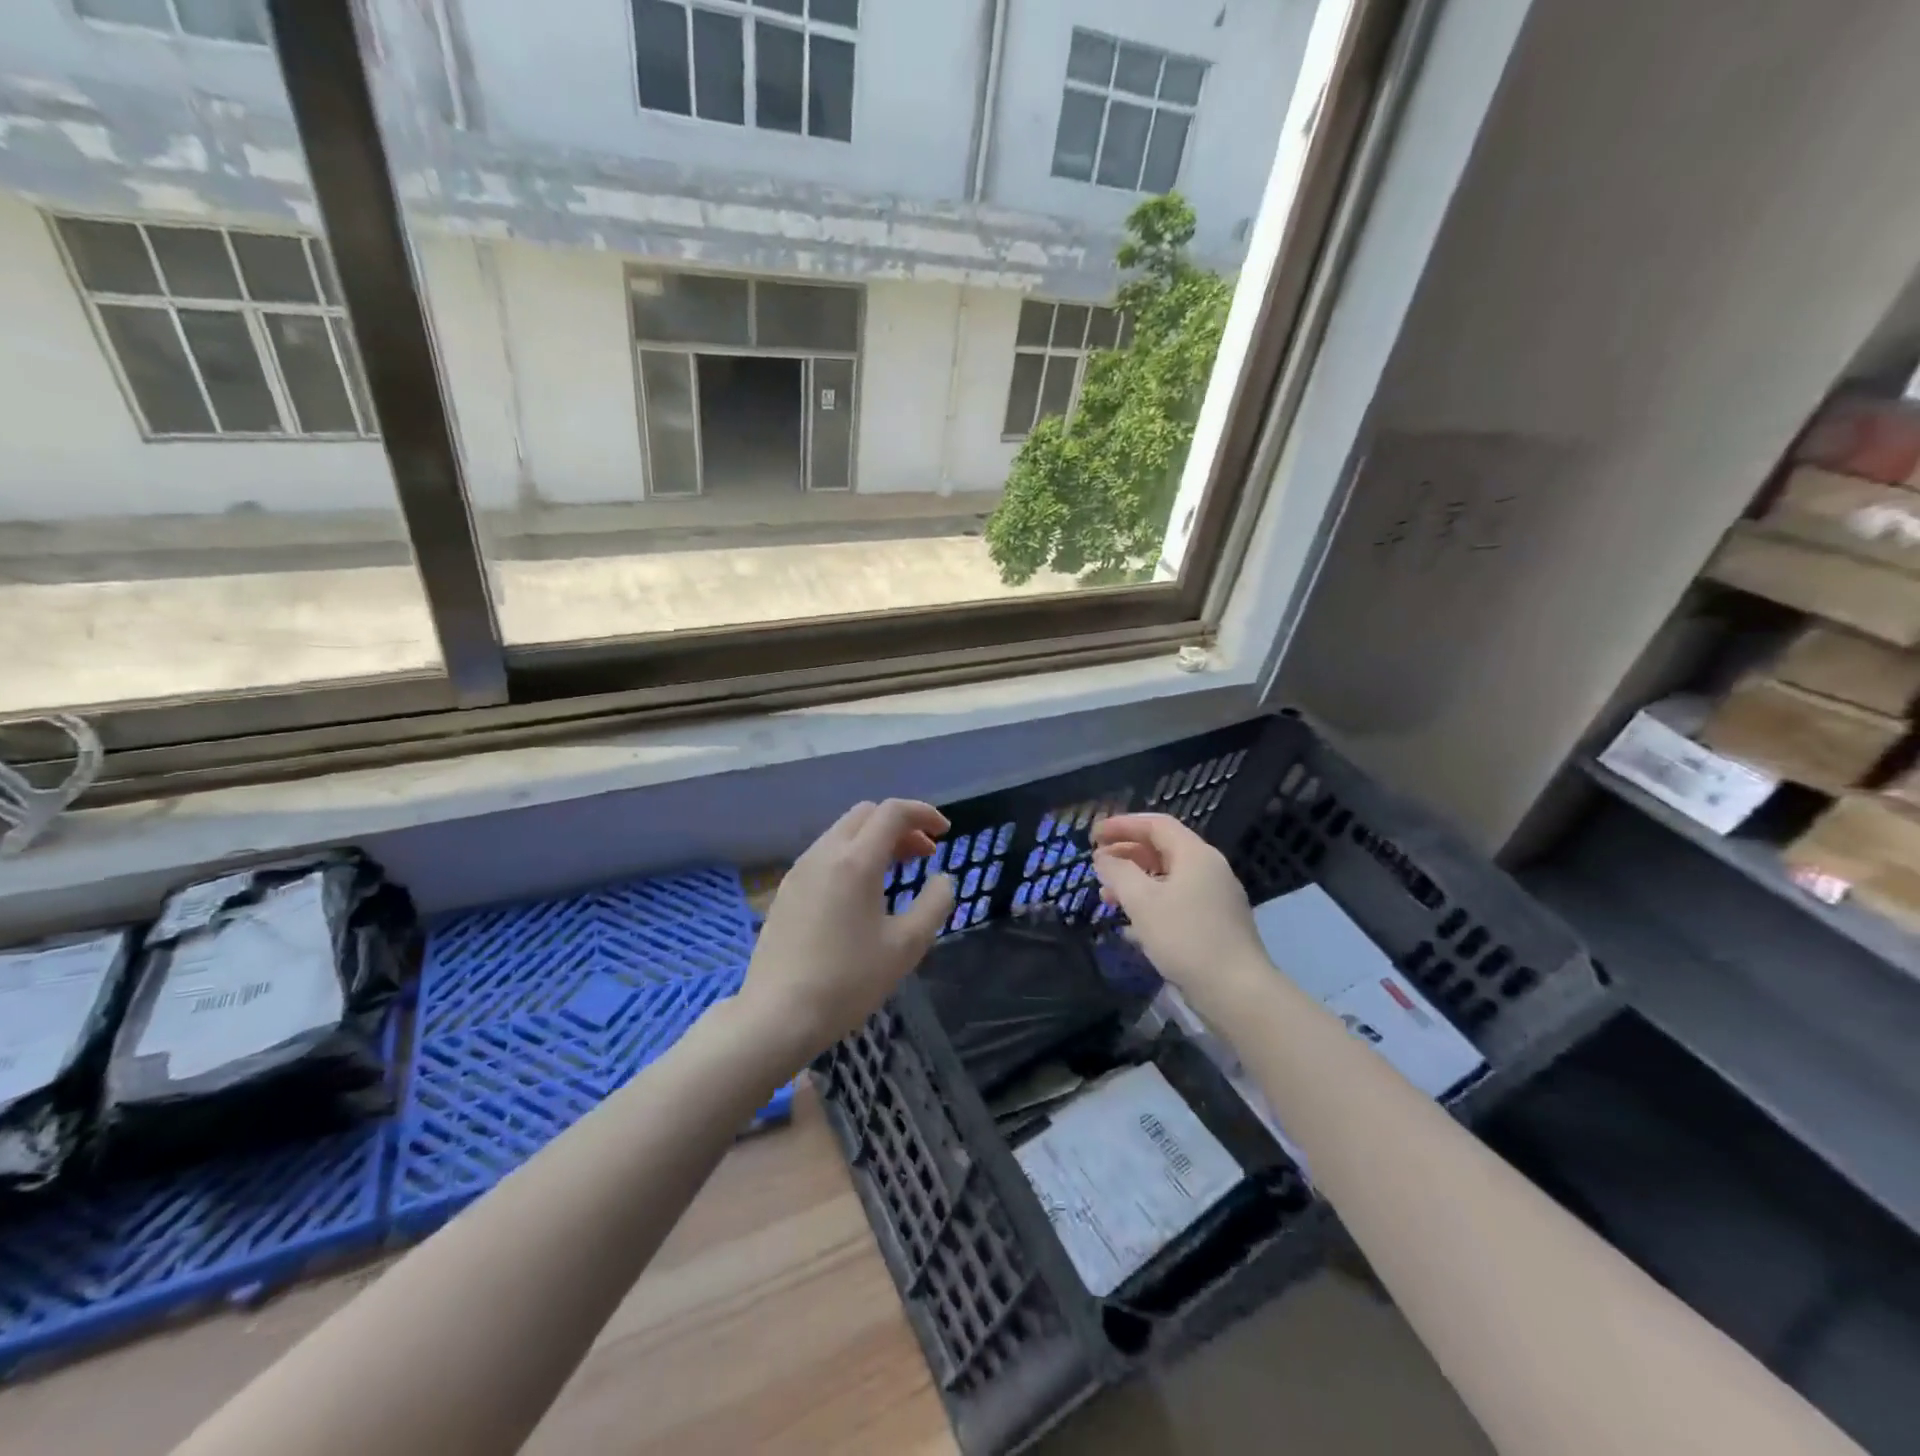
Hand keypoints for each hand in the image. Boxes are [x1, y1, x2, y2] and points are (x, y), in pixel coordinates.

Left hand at [739, 799, 956, 1068]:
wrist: (778, 1015)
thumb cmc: (848, 980)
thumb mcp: (906, 946)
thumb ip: (934, 904)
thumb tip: (942, 879)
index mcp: (856, 861)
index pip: (892, 812)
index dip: (924, 813)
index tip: (945, 832)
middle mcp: (824, 854)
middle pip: (866, 815)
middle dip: (900, 825)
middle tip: (924, 854)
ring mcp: (800, 870)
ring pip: (843, 833)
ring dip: (875, 839)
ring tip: (897, 872)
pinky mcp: (786, 890)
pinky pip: (825, 855)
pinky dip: (852, 856)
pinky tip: (862, 892)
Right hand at [1091, 812, 1270, 1018]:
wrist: (1237, 991)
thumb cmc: (1186, 937)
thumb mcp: (1143, 902)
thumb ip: (1119, 873)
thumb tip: (1104, 858)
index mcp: (1195, 854)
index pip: (1155, 824)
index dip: (1122, 825)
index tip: (1093, 834)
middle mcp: (1209, 869)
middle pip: (1162, 849)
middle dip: (1126, 853)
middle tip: (1096, 864)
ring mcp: (1215, 897)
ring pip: (1168, 877)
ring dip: (1135, 880)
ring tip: (1107, 896)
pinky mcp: (1215, 923)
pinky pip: (1177, 900)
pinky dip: (1151, 902)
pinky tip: (1131, 924)